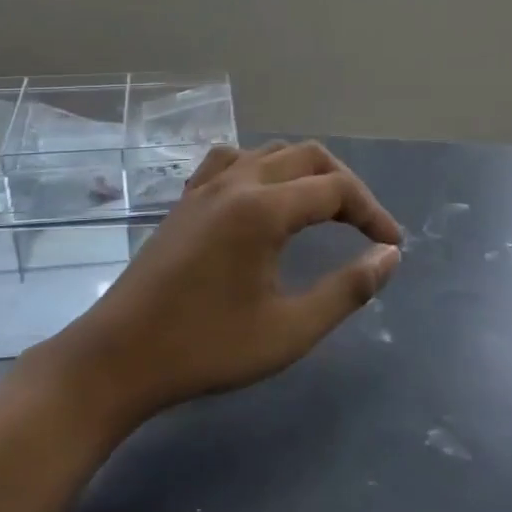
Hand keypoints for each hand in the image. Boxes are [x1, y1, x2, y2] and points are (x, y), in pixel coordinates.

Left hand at [53, 141, 402, 419]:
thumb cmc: (207, 348)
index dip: (373, 212)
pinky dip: (262, 168)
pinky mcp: (185, 200)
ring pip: (270, 153)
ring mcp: (205, 187)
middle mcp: (237, 182)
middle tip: (365, 226)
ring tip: (323, 208)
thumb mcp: (289, 331)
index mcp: (264, 209)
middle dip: (345, 185)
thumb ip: (347, 290)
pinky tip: (262, 197)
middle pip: (308, 157)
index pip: (336, 189)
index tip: (392, 245)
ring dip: (306, 172)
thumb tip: (389, 256)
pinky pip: (232, 161)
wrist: (119, 357)